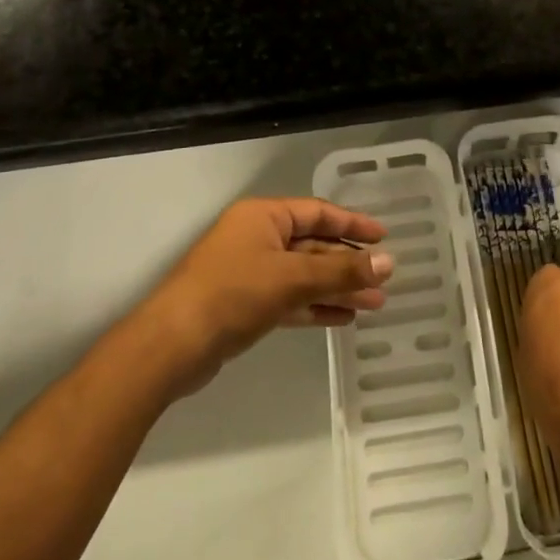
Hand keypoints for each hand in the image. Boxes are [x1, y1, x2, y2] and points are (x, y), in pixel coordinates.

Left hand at [139, 197, 394, 398]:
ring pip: (304, 275)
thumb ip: (341, 271)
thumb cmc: (232, 294)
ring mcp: (249, 272)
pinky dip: (315, 306)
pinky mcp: (245, 305)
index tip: (384, 238)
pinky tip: (343, 318)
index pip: (318, 212)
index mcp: (263, 216)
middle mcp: (256, 237)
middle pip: (313, 245)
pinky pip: (290, 298)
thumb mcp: (291, 278)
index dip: (353, 224)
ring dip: (337, 288)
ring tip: (374, 304)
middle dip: (348, 264)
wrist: (171, 346)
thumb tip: (389, 262)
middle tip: (384, 280)